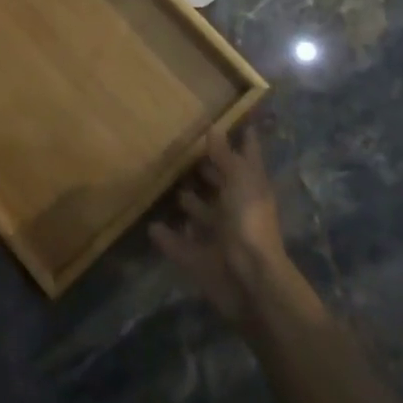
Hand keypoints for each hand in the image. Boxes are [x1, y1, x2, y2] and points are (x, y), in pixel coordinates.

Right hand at [150, 126, 304, 325]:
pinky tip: (151, 226)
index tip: (232, 120)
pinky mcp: (202, 259)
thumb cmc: (249, 223)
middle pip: (222, 185)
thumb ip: (225, 157)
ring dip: (189, 203)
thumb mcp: (239, 181)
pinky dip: (168, 237)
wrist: (250, 283)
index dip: (244, 139)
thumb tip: (214, 129)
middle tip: (183, 151)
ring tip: (166, 185)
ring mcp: (220, 236)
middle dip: (208, 171)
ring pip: (202, 215)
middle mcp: (236, 209)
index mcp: (250, 188)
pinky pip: (180, 245)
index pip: (248, 156)